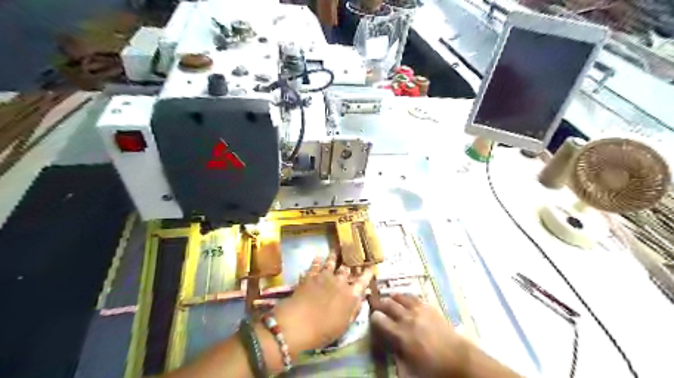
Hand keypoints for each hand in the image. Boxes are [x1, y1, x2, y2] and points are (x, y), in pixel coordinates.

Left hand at [272, 252, 370, 355]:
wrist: (299, 323)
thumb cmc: (324, 330)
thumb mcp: (345, 325)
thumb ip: (354, 309)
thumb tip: (362, 298)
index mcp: (351, 295)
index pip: (363, 281)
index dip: (368, 273)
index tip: (371, 266)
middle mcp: (340, 282)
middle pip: (347, 269)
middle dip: (352, 261)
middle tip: (354, 254)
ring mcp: (324, 277)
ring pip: (331, 263)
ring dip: (335, 256)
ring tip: (337, 248)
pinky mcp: (310, 276)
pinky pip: (315, 265)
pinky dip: (317, 260)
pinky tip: (318, 256)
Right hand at [368, 295, 469, 377]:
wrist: (459, 359)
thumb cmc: (433, 368)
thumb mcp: (409, 369)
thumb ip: (396, 355)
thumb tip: (389, 347)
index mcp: (400, 334)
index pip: (380, 320)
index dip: (374, 317)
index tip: (373, 317)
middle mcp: (407, 318)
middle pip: (389, 305)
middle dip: (380, 303)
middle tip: (377, 304)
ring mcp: (419, 311)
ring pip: (401, 297)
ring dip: (393, 298)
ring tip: (390, 298)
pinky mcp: (430, 308)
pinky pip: (415, 298)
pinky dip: (407, 297)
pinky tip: (407, 300)